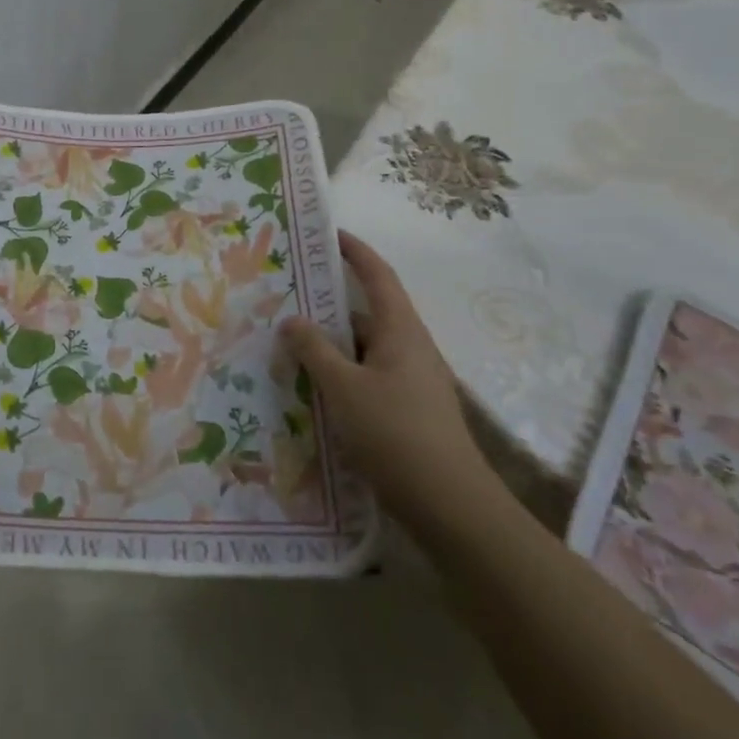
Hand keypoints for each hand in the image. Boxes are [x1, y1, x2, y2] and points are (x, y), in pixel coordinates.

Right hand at [279, 231, 493, 531]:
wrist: (450, 505)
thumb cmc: (395, 433)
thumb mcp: (343, 388)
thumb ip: (314, 350)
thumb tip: (292, 319)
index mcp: (401, 331)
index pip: (379, 276)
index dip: (355, 251)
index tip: (329, 233)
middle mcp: (411, 348)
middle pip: (369, 313)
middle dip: (330, 304)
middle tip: (289, 299)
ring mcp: (413, 381)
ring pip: (366, 350)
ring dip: (332, 345)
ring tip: (290, 347)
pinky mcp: (409, 410)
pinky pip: (369, 377)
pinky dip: (342, 374)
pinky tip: (314, 391)